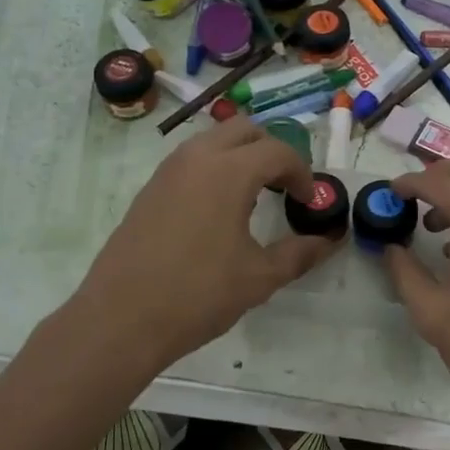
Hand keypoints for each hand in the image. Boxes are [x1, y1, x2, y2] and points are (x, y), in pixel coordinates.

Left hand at [73, 117, 338, 368]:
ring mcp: (168, 171)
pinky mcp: (149, 189)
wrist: (121, 319)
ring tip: (254, 196)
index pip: (277, 151)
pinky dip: (214, 168)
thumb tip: (329, 241)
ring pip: (213, 140)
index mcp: (228, 171)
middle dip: (272, 150)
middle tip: (284, 186)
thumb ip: (299, 253)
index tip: (309, 201)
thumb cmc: (198, 294)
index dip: (302, 172)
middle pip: (244, 130)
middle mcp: (197, 158)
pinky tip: (218, 211)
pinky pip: (191, 161)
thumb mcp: (259, 277)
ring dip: (240, 156)